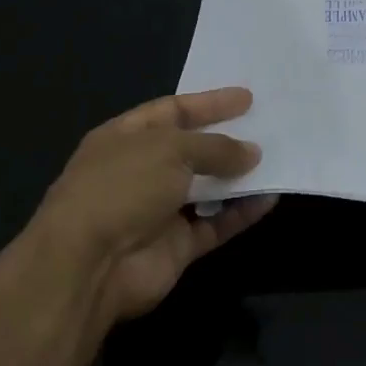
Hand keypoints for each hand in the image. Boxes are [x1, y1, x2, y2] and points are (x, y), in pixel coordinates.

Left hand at [31, 87, 276, 327]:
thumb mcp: (171, 149)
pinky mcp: (176, 246)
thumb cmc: (122, 188)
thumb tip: (252, 153)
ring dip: (239, 176)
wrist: (89, 267)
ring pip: (207, 188)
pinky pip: (216, 224)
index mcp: (124, 138)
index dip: (209, 103)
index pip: (172, 111)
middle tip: (267, 127)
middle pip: (191, 150)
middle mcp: (140, 172)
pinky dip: (241, 212)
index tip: (247, 98)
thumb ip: (215, 147)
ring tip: (276, 159)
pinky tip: (270, 198)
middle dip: (227, 139)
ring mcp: (158, 211)